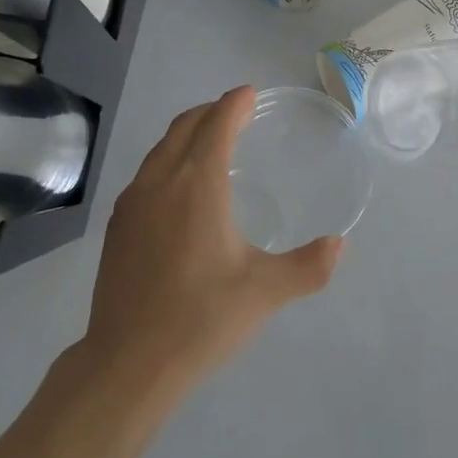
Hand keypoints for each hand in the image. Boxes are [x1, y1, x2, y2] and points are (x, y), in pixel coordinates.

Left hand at [81, 86, 344, 398]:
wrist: (127, 363)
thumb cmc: (200, 319)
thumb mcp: (264, 293)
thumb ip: (308, 266)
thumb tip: (340, 245)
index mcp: (197, 185)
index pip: (216, 125)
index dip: (234, 104)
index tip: (250, 93)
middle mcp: (161, 182)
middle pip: (184, 127)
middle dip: (210, 111)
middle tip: (234, 111)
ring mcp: (132, 202)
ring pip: (161, 149)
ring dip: (186, 134)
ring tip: (209, 141)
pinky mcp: (117, 226)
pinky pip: (146, 173)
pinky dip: (168, 160)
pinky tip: (179, 188)